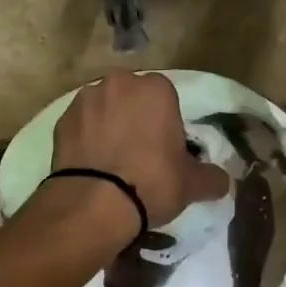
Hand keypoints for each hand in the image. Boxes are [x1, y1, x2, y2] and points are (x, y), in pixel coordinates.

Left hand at [52, 72, 231, 227]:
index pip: (166, 96)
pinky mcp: (61, 119)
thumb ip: (212, 177)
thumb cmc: (151, 183)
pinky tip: (91, 164)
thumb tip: (223, 181)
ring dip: (109, 124)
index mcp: (156, 89)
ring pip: (104, 107)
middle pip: (132, 97)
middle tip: (139, 152)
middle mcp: (119, 83)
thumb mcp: (192, 184)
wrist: (93, 203)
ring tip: (111, 160)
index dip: (166, 122)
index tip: (165, 148)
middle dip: (136, 116)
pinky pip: (81, 124)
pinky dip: (86, 137)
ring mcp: (86, 98)